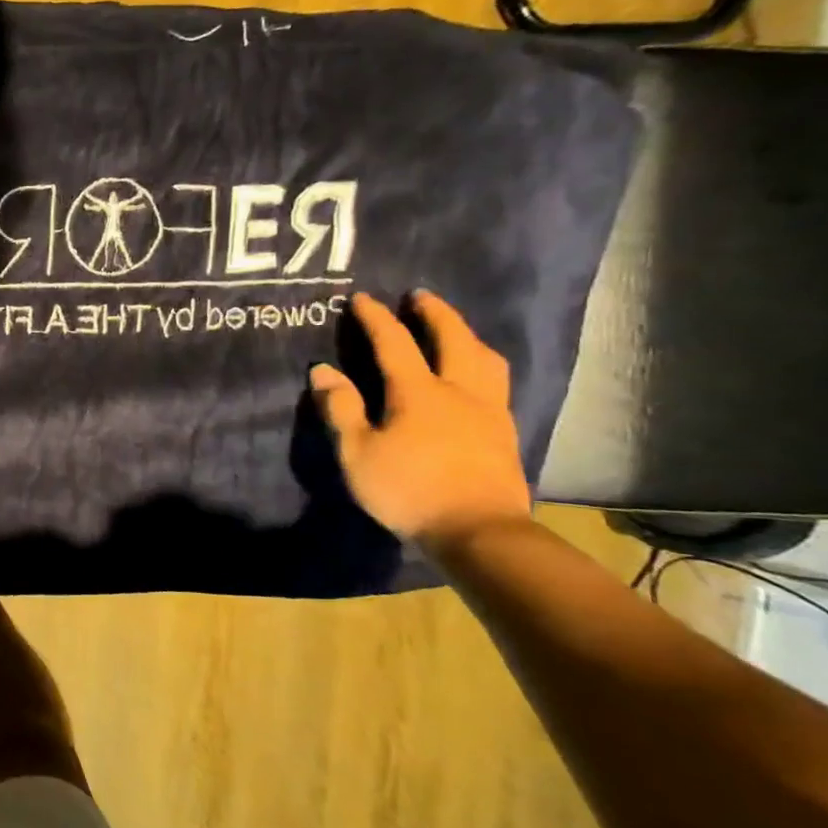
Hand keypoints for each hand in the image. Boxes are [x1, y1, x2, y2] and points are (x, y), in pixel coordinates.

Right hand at [309, 291, 531, 550]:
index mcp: (418, 392)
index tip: (362, 298)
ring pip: (484, 358)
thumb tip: (323, 370)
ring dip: (466, 335)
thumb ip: (341, 409)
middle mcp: (458, 390)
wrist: (478, 531)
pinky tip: (475, 373)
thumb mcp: (357, 453)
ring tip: (453, 328)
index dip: (376, 318)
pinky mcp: (504, 431)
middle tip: (419, 296)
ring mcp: (488, 410)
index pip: (394, 343)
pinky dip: (482, 363)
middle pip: (452, 339)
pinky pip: (496, 381)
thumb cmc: (408, 490)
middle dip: (434, 313)